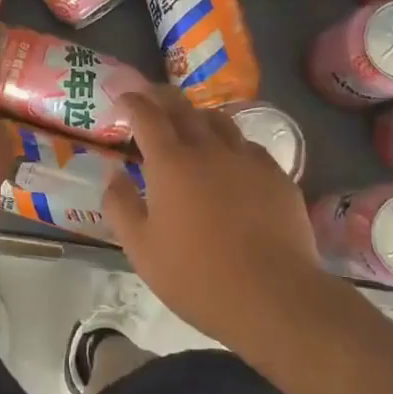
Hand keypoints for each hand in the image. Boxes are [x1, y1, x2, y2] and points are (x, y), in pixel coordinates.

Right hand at [104, 86, 332, 347]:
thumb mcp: (141, 249)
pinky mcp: (277, 176)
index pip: (146, 115)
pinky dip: (231, 144)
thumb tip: (115, 175)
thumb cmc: (196, 276)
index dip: (132, 101)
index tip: (123, 97)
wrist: (274, 296)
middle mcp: (209, 149)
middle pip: (183, 107)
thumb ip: (120, 206)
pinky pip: (248, 146)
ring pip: (220, 121)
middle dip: (162, 97)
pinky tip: (231, 162)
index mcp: (170, 163)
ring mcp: (248, 159)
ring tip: (190, 125)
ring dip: (198, 116)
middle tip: (150, 98)